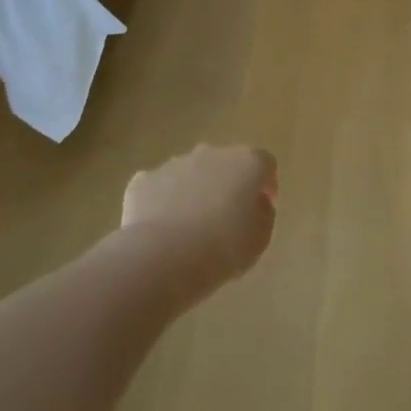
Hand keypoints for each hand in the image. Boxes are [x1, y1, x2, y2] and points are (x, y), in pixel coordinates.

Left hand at [122, 144, 277, 298]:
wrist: (163, 257)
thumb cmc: (223, 248)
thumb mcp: (260, 239)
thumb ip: (263, 214)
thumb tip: (256, 203)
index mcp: (247, 163)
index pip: (265, 164)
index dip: (266, 184)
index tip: (263, 208)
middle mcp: (212, 153)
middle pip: (225, 163)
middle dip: (227, 185)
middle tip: (225, 218)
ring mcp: (175, 163)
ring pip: (190, 173)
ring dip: (194, 192)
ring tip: (189, 229)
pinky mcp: (144, 180)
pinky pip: (159, 187)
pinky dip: (163, 202)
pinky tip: (161, 230)